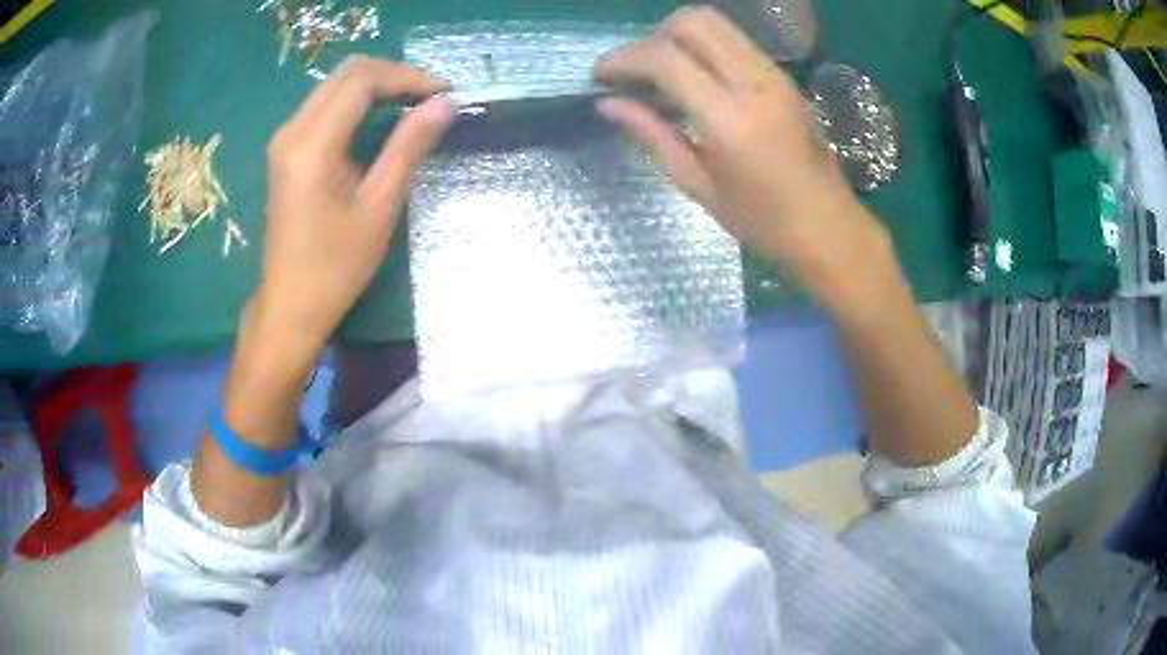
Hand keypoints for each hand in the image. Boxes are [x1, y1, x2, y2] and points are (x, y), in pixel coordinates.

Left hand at [256, 56, 454, 365]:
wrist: (289, 305)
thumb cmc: (335, 267)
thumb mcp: (379, 207)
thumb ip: (409, 147)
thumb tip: (444, 104)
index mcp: (312, 146)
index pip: (361, 81)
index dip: (406, 77)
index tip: (442, 93)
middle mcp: (291, 131)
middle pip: (346, 73)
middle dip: (393, 75)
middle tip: (430, 96)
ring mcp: (284, 139)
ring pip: (334, 85)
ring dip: (376, 85)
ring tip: (413, 104)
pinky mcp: (285, 150)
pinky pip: (324, 105)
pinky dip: (357, 102)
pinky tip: (381, 118)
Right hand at [593, 7, 888, 298]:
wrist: (830, 228)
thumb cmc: (763, 223)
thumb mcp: (699, 186)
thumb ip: (652, 136)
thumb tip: (607, 103)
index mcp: (730, 120)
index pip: (666, 59)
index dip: (623, 58)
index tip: (599, 75)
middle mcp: (755, 83)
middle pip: (692, 21)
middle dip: (650, 37)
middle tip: (634, 72)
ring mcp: (774, 74)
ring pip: (715, 22)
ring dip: (676, 36)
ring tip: (660, 73)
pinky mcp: (783, 76)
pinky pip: (734, 39)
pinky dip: (702, 45)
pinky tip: (693, 77)